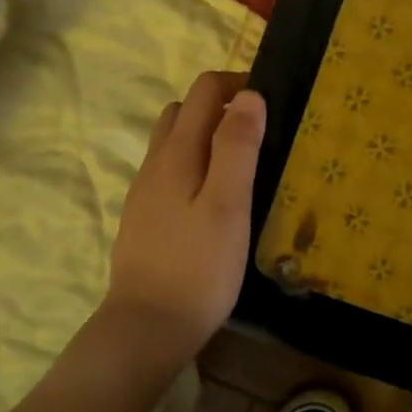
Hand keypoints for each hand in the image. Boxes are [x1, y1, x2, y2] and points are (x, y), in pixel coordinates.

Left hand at [104, 70, 265, 370]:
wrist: (147, 327)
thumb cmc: (198, 267)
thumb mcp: (229, 204)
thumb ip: (238, 147)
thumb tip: (249, 95)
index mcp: (176, 153)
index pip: (203, 91)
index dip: (236, 84)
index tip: (269, 102)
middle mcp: (154, 164)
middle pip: (182, 112)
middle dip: (219, 107)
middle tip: (257, 133)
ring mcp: (143, 192)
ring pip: (172, 143)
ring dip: (203, 136)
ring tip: (239, 164)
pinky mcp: (142, 219)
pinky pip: (167, 173)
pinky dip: (192, 165)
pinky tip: (211, 199)